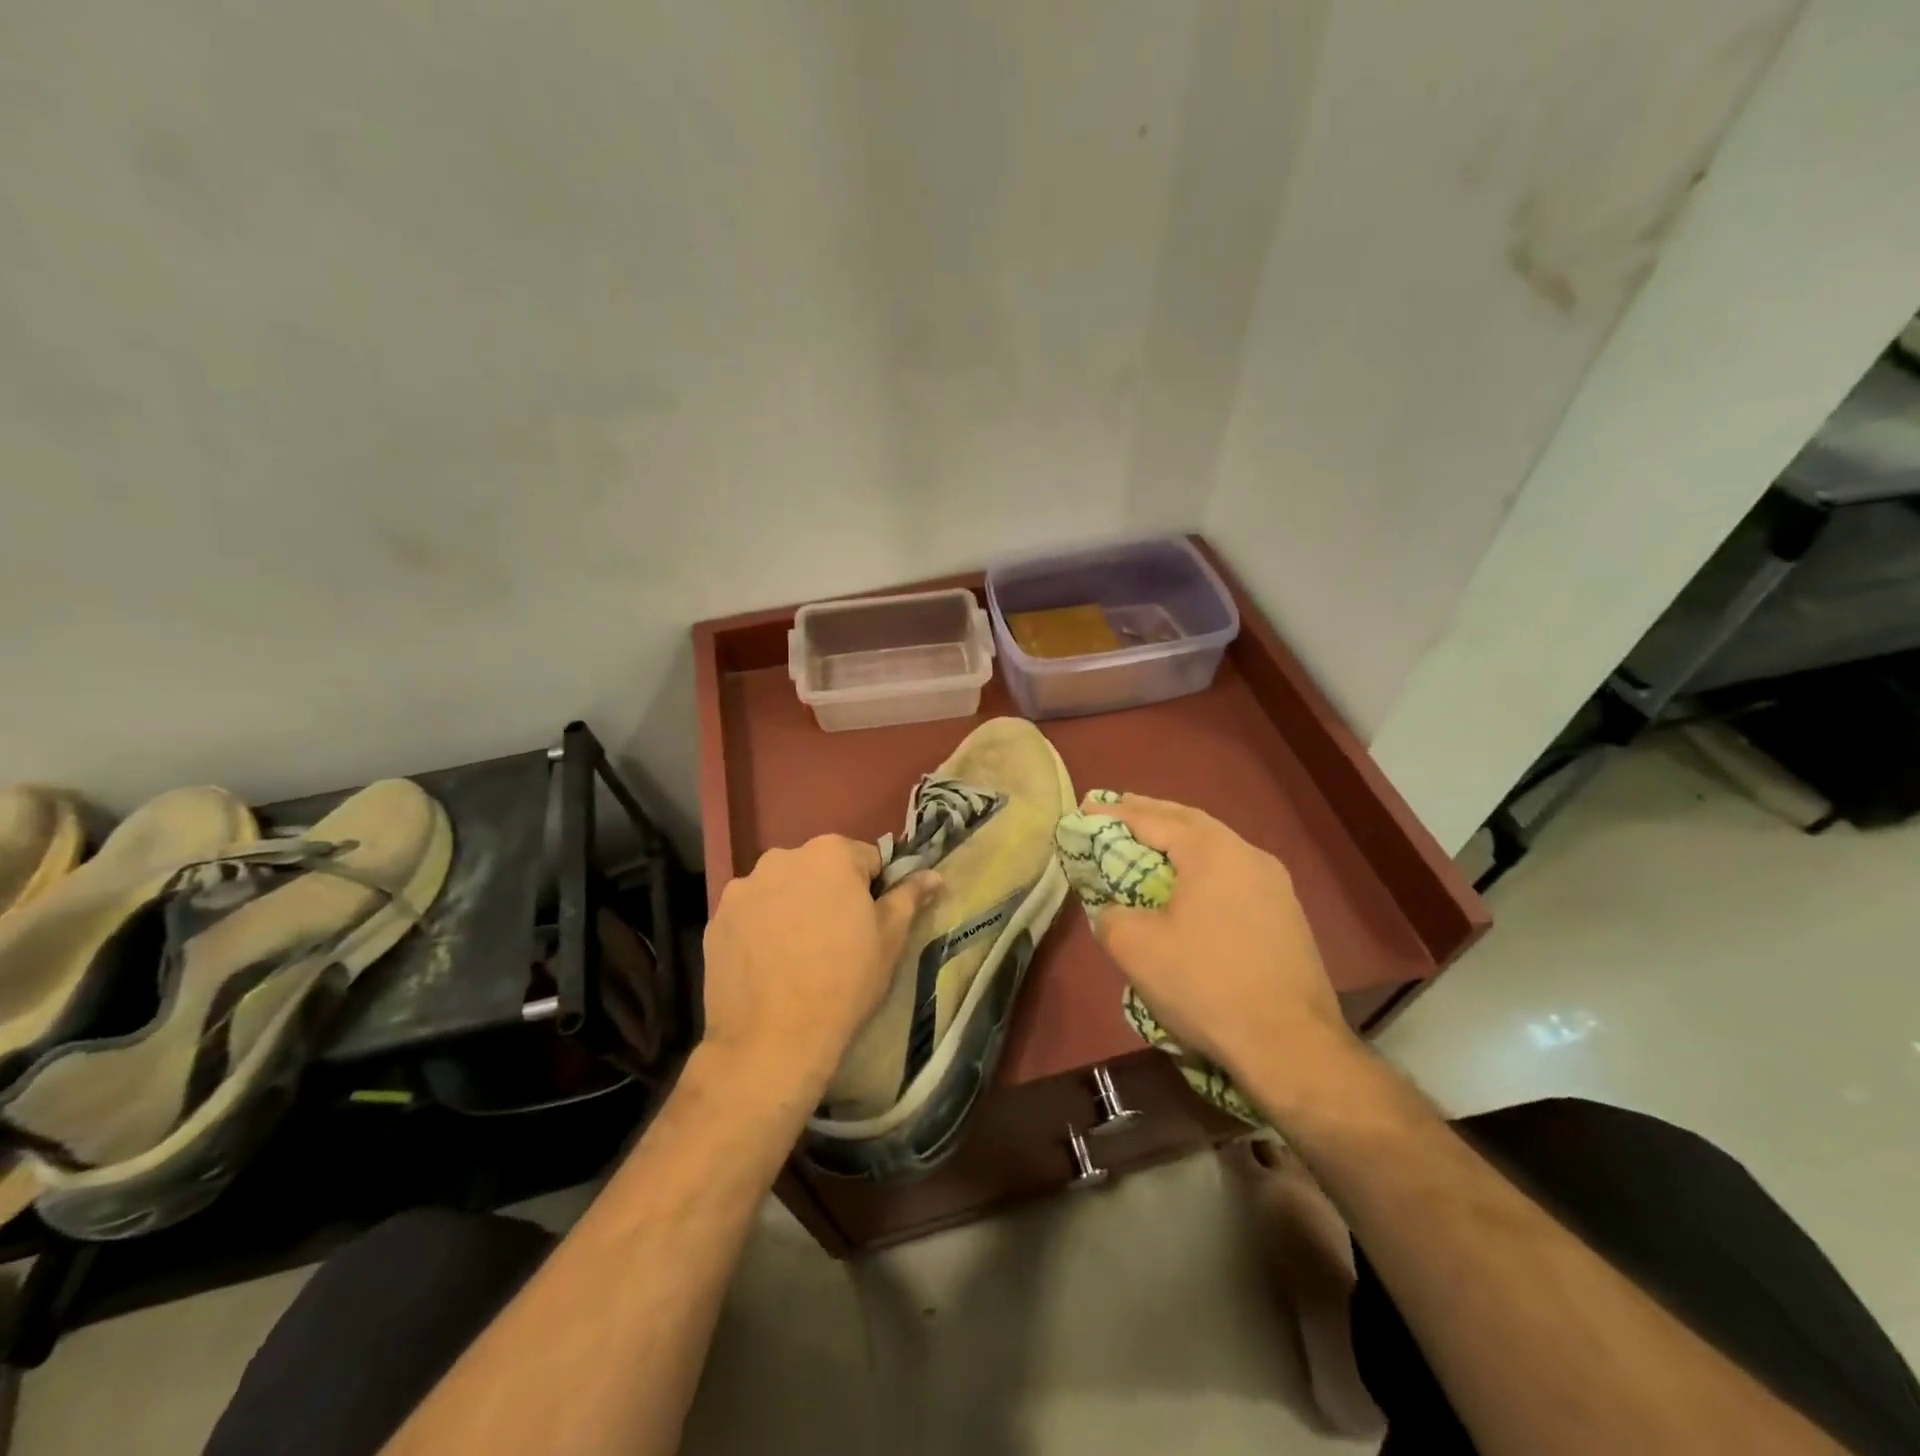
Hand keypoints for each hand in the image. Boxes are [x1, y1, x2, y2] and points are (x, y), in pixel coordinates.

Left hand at [701, 835, 938, 1098]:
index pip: (865, 859)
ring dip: (793, 907)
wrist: (771, 1041)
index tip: (869, 925)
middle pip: (819, 869)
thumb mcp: (890, 939)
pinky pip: (751, 913)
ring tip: (798, 955)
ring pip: (782, 889)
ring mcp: (743, 887)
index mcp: (830, 853)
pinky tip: (768, 964)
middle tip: (836, 940)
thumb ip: (910, 896)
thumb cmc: (844, 983)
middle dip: (830, 893)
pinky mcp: (717, 918)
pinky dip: (761, 928)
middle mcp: (782, 857)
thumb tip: (934, 874)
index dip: (873, 891)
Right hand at [1090, 795, 1359, 1093]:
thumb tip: (1115, 910)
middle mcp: (1247, 854)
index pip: (1151, 819)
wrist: (1290, 1044)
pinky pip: (1233, 874)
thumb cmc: (1205, 984)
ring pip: (1216, 847)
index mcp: (1211, 851)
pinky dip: (1201, 867)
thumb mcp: (1135, 948)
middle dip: (1150, 814)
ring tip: (1150, 841)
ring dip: (1179, 839)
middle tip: (1116, 809)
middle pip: (1189, 822)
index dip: (1113, 812)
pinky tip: (1191, 884)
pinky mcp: (1286, 914)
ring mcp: (1274, 884)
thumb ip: (1111, 914)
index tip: (1084, 809)